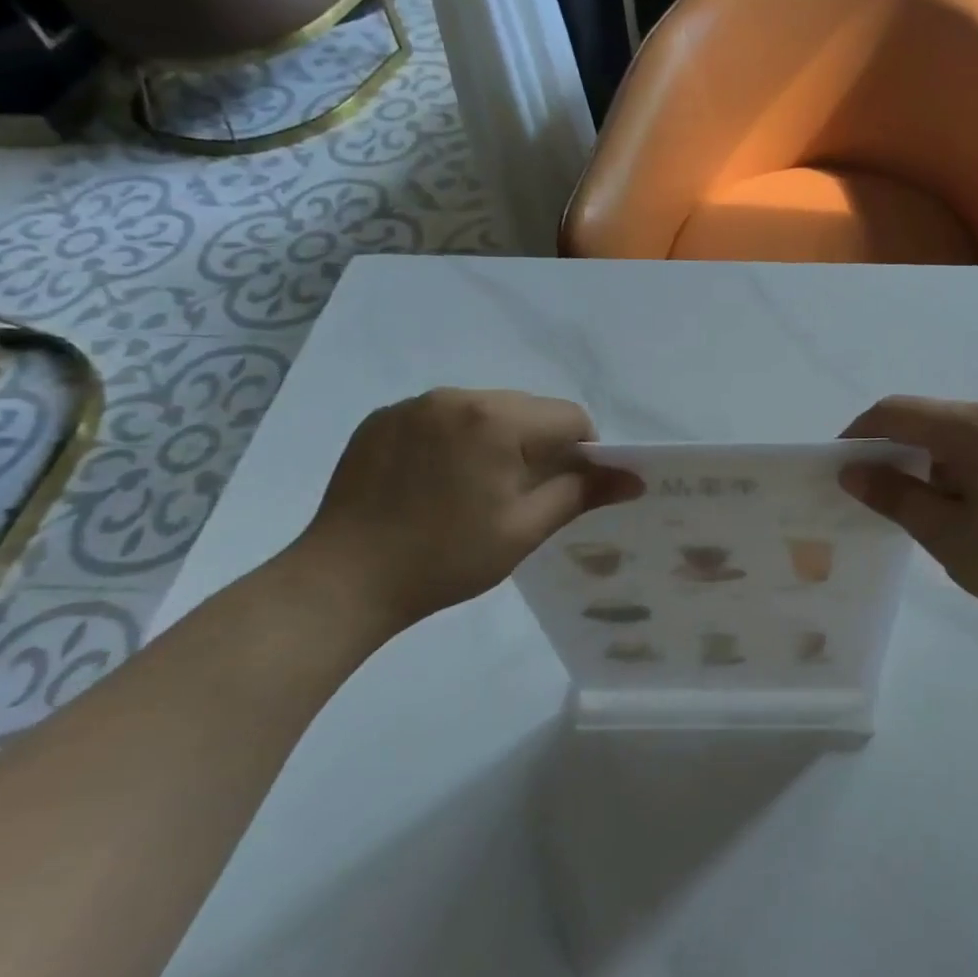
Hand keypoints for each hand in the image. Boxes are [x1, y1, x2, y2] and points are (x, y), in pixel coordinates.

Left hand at [284, 389, 641, 627]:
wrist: (343, 580)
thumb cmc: (446, 558)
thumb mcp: (524, 529)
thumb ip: (582, 493)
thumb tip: (634, 478)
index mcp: (497, 420)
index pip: (568, 416)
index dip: (581, 451)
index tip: (564, 489)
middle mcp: (457, 396)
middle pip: (527, 408)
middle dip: (538, 444)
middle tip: (518, 495)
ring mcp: (414, 404)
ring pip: (484, 409)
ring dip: (496, 439)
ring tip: (472, 489)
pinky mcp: (382, 418)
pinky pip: (441, 416)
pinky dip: (454, 439)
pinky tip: (434, 482)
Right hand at [840, 396, 977, 624]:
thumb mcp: (947, 534)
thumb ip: (895, 497)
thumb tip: (852, 471)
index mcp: (969, 427)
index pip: (893, 412)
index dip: (857, 435)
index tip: (837, 471)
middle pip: (922, 419)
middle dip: (888, 451)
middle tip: (870, 497)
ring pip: (949, 435)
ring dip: (921, 463)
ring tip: (913, 512)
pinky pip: (976, 448)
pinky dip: (951, 469)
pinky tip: (956, 510)